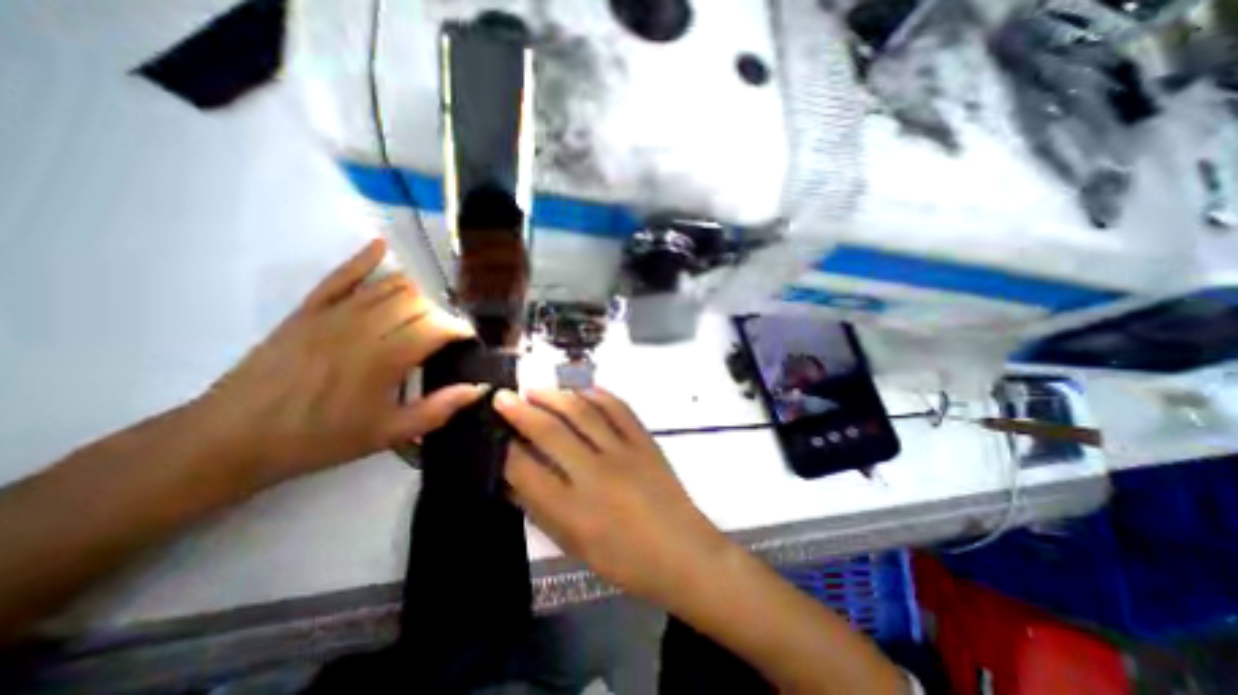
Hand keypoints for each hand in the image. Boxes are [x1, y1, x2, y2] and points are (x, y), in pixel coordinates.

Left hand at [193, 240, 483, 491]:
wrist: (236, 437)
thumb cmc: (322, 438)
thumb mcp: (389, 433)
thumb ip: (438, 409)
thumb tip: (478, 388)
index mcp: (384, 358)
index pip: (436, 327)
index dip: (459, 329)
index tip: (469, 339)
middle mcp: (363, 327)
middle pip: (417, 303)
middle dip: (441, 314)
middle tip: (446, 335)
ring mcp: (333, 314)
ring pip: (388, 286)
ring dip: (417, 293)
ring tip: (427, 310)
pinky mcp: (308, 310)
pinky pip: (340, 277)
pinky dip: (363, 259)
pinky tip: (381, 247)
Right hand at [490, 389, 728, 605]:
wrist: (682, 551)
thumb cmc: (623, 559)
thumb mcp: (572, 544)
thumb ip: (539, 509)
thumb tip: (510, 480)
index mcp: (572, 510)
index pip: (524, 469)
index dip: (505, 448)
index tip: (495, 432)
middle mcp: (594, 474)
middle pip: (550, 431)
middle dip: (521, 410)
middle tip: (504, 397)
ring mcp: (623, 452)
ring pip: (582, 411)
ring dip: (555, 396)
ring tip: (536, 390)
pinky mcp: (645, 440)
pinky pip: (618, 408)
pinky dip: (597, 394)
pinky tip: (581, 391)